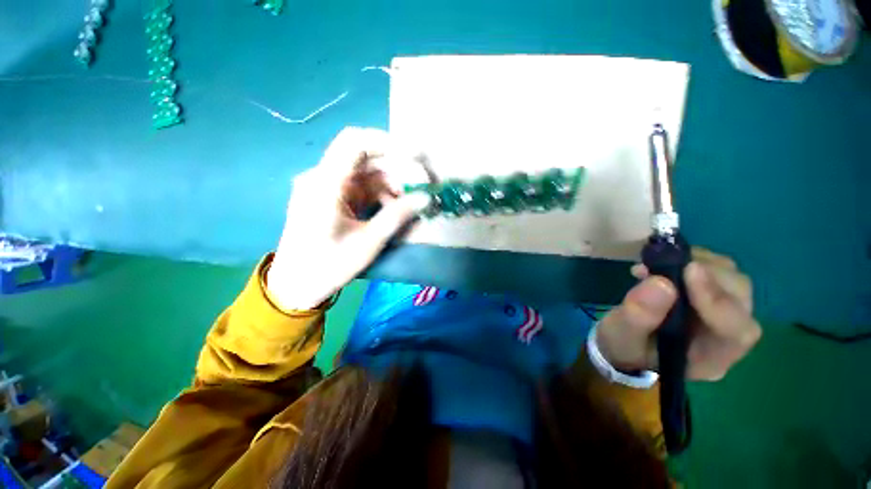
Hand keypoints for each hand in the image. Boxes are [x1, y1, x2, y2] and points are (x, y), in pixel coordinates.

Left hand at [267, 128, 430, 310]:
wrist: (296, 285)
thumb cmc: (327, 266)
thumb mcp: (367, 243)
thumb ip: (397, 217)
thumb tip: (426, 198)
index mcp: (325, 184)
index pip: (355, 142)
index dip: (387, 143)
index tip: (415, 158)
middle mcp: (325, 178)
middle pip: (367, 160)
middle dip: (398, 172)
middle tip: (422, 187)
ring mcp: (329, 188)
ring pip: (368, 175)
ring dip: (392, 187)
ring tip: (410, 206)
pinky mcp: (334, 199)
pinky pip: (363, 189)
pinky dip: (382, 197)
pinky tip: (394, 211)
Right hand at [595, 248, 760, 380]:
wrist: (624, 342)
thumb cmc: (624, 345)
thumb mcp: (621, 336)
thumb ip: (638, 316)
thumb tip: (660, 282)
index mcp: (710, 359)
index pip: (735, 331)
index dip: (718, 299)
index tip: (689, 270)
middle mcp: (726, 337)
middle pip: (739, 300)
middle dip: (708, 274)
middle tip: (666, 261)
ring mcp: (722, 314)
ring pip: (733, 281)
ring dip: (700, 263)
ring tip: (658, 262)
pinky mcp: (711, 296)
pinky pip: (717, 272)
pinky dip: (692, 259)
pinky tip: (664, 262)